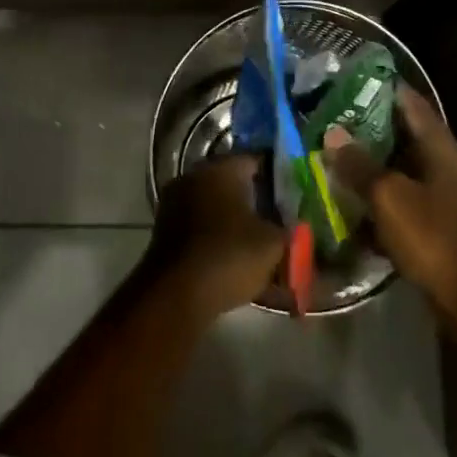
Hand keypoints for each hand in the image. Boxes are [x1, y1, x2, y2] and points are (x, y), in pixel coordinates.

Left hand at [148, 154, 287, 318]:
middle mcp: (195, 175)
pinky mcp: (164, 229)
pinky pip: (199, 225)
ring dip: (234, 220)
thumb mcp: (273, 243)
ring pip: (215, 205)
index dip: (277, 178)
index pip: (257, 161)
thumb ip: (287, 228)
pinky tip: (232, 258)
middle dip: (255, 201)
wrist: (175, 295)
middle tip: (277, 221)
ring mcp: (175, 201)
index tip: (292, 197)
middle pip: (233, 183)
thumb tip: (292, 225)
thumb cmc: (229, 256)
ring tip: (257, 244)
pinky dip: (215, 237)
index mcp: (222, 168)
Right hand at [320, 86, 456, 317]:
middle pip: (406, 137)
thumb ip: (359, 165)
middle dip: (370, 130)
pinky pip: (405, 202)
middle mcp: (447, 165)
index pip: (411, 104)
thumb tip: (332, 135)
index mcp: (441, 148)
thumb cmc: (433, 236)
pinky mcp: (440, 226)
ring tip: (336, 161)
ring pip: (403, 171)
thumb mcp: (389, 197)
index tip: (351, 82)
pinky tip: (355, 207)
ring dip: (374, 167)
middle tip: (333, 122)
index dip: (383, 90)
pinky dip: (382, 200)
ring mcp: (446, 197)